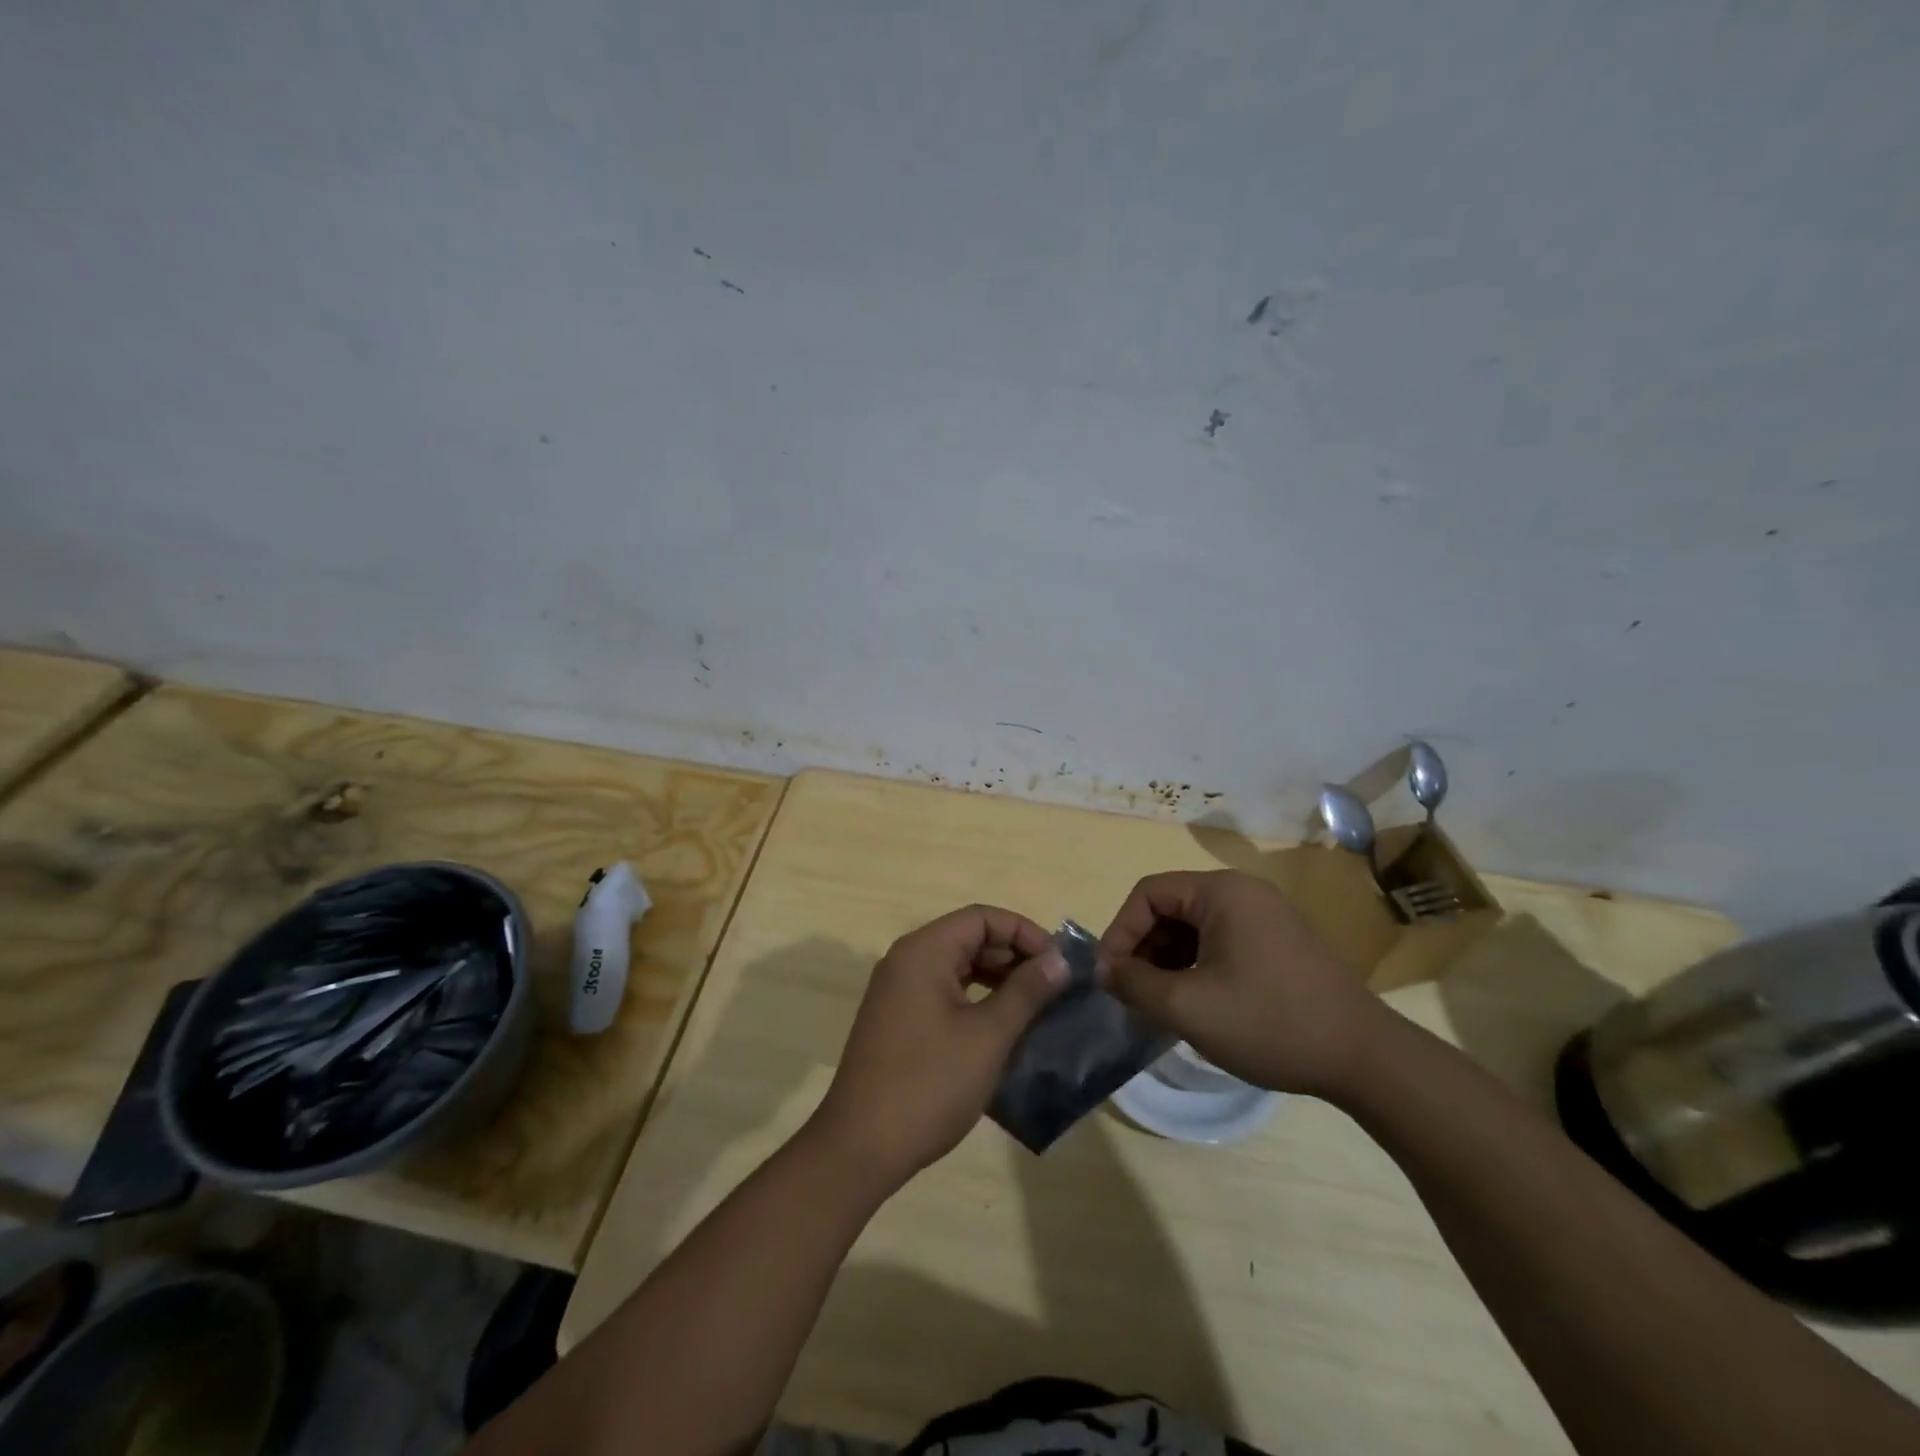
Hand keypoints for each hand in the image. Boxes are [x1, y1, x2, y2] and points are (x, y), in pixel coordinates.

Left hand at [811, 905, 1068, 1188]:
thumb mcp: (988, 1036)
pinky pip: (944, 992)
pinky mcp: (897, 1020)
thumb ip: (1026, 992)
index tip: (1059, 963)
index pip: (982, 917)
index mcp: (924, 951)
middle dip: (1014, 956)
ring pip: (957, 966)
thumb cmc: (929, 1084)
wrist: (860, 1148)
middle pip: (969, 938)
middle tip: (1054, 987)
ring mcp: (898, 991)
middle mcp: (907, 960)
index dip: (1025, 932)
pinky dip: (976, 1000)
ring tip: (1036, 1006)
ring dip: (998, 979)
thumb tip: (1059, 960)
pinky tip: (1002, 1027)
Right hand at [1099, 870, 1388, 1096]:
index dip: (1120, 932)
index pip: (1148, 893)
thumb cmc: (1269, 1022)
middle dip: (1144, 949)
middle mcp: (1243, 892)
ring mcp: (1265, 915)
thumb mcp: (1188, 1007)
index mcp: (1221, 891)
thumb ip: (1135, 984)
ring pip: (1195, 927)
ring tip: (1160, 1004)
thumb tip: (1104, 971)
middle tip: (1133, 994)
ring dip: (1169, 961)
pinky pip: (1220, 941)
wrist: (1365, 1058)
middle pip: (1171, 908)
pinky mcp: (1279, 941)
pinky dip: (1197, 966)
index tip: (1110, 977)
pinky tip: (1195, 1003)